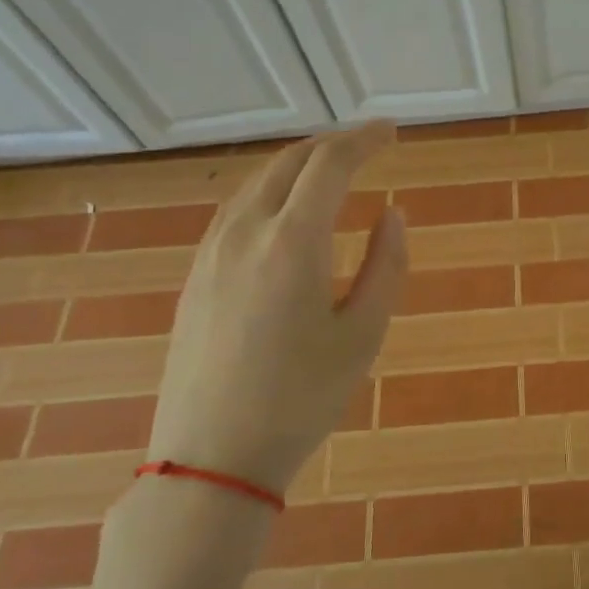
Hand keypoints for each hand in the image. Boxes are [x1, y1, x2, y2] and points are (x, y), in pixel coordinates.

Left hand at [148, 123, 407, 494]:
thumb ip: (387, 265)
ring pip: (258, 183)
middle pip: (290, 162)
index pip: (331, 164)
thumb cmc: (302, 397)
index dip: (365, 139)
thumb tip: (392, 213)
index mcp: (293, 241)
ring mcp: (212, 252)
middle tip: (368, 146)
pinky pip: (237, 210)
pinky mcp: (196, 275)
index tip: (392, 131)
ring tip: (331, 172)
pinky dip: (271, 192)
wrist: (212, 456)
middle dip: (332, 144)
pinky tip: (285, 213)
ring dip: (299, 165)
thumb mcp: (364, 334)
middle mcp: (246, 231)